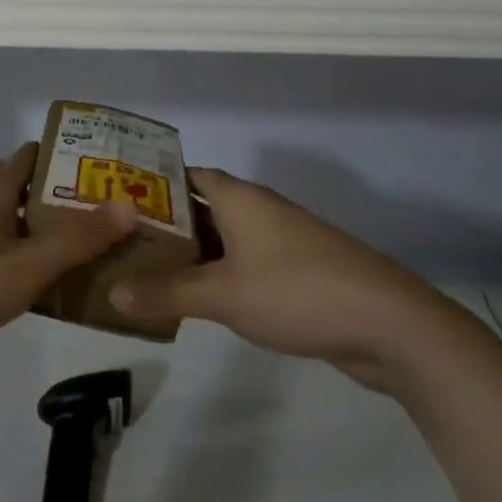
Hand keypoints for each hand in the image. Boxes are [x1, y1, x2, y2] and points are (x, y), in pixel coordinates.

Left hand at [0, 144, 136, 392]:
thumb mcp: (26, 269)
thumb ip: (78, 240)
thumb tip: (129, 205)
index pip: (38, 154)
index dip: (73, 161)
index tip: (110, 179)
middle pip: (25, 184)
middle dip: (62, 199)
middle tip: (104, 220)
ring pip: (8, 215)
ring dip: (40, 227)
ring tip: (83, 250)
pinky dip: (18, 249)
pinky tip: (38, 279)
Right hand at [108, 167, 468, 389]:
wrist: (389, 325)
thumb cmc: (297, 292)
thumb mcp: (223, 295)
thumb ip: (167, 293)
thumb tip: (112, 293)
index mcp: (241, 198)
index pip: (187, 176)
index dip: (153, 184)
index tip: (118, 199)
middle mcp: (260, 210)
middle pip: (202, 207)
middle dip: (165, 224)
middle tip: (122, 240)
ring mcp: (281, 241)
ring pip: (224, 238)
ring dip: (191, 253)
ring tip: (145, 269)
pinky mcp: (296, 272)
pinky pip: (243, 263)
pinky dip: (217, 274)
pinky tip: (195, 298)